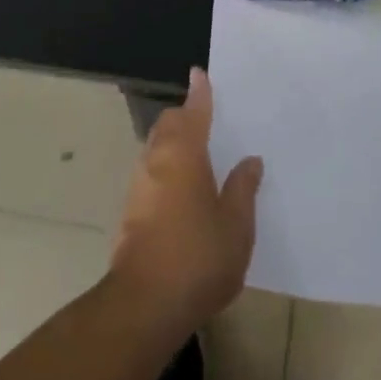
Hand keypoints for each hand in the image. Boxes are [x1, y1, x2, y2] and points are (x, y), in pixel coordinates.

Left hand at [111, 67, 263, 341]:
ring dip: (173, 144)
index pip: (193, 112)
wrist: (144, 305)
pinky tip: (184, 191)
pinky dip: (167, 169)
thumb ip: (243, 189)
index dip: (199, 93)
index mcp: (184, 155)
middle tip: (207, 120)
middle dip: (184, 117)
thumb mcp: (236, 225)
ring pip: (155, 149)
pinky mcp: (130, 212)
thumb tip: (249, 161)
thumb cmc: (198, 258)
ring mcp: (139, 187)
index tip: (200, 74)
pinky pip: (151, 174)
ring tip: (199, 155)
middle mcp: (156, 161)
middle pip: (168, 125)